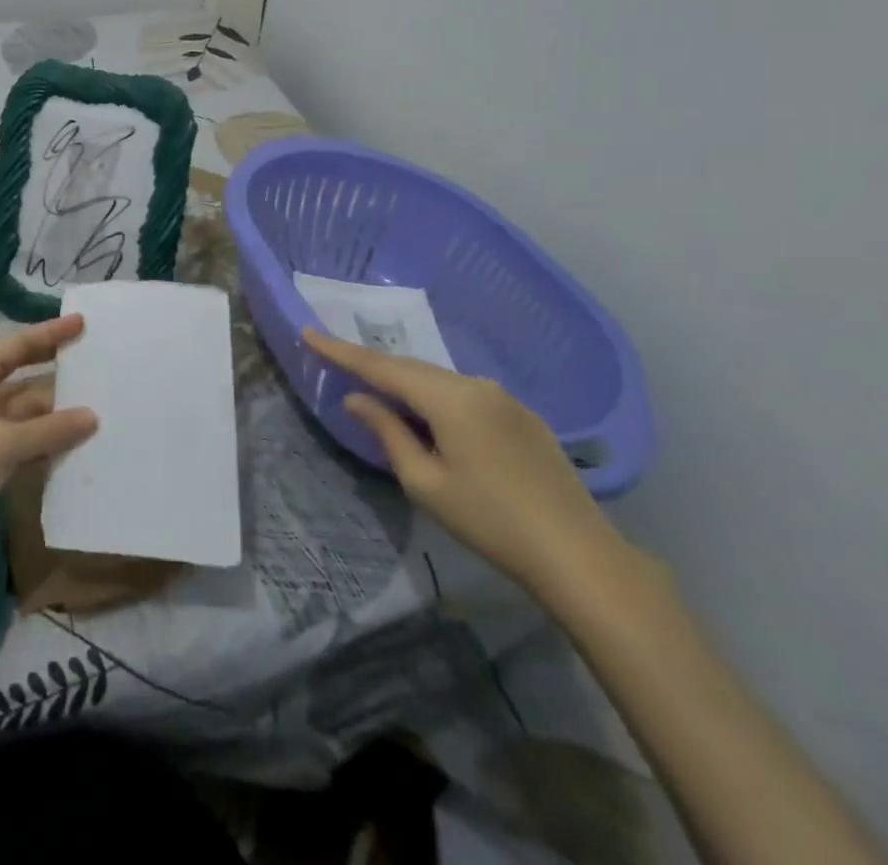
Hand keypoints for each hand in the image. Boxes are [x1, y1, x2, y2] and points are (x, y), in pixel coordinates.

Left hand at [0, 315, 96, 558]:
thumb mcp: (6, 445)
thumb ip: (51, 429)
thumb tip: (92, 416)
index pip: (15, 346)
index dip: (49, 334)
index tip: (81, 323)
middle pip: (18, 373)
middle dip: (52, 367)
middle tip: (90, 357)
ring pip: (20, 407)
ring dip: (51, 408)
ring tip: (93, 401)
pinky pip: (17, 434)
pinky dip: (41, 435)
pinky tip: (70, 438)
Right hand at [304, 329, 630, 600]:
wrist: (579, 555)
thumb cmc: (490, 521)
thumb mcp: (425, 482)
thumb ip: (387, 432)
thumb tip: (357, 398)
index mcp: (449, 397)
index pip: (382, 366)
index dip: (341, 350)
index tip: (308, 332)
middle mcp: (476, 385)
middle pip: (412, 369)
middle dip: (374, 367)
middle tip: (339, 366)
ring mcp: (505, 399)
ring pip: (440, 381)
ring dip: (408, 386)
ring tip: (382, 399)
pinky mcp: (523, 417)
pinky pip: (466, 395)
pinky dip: (438, 400)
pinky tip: (434, 423)